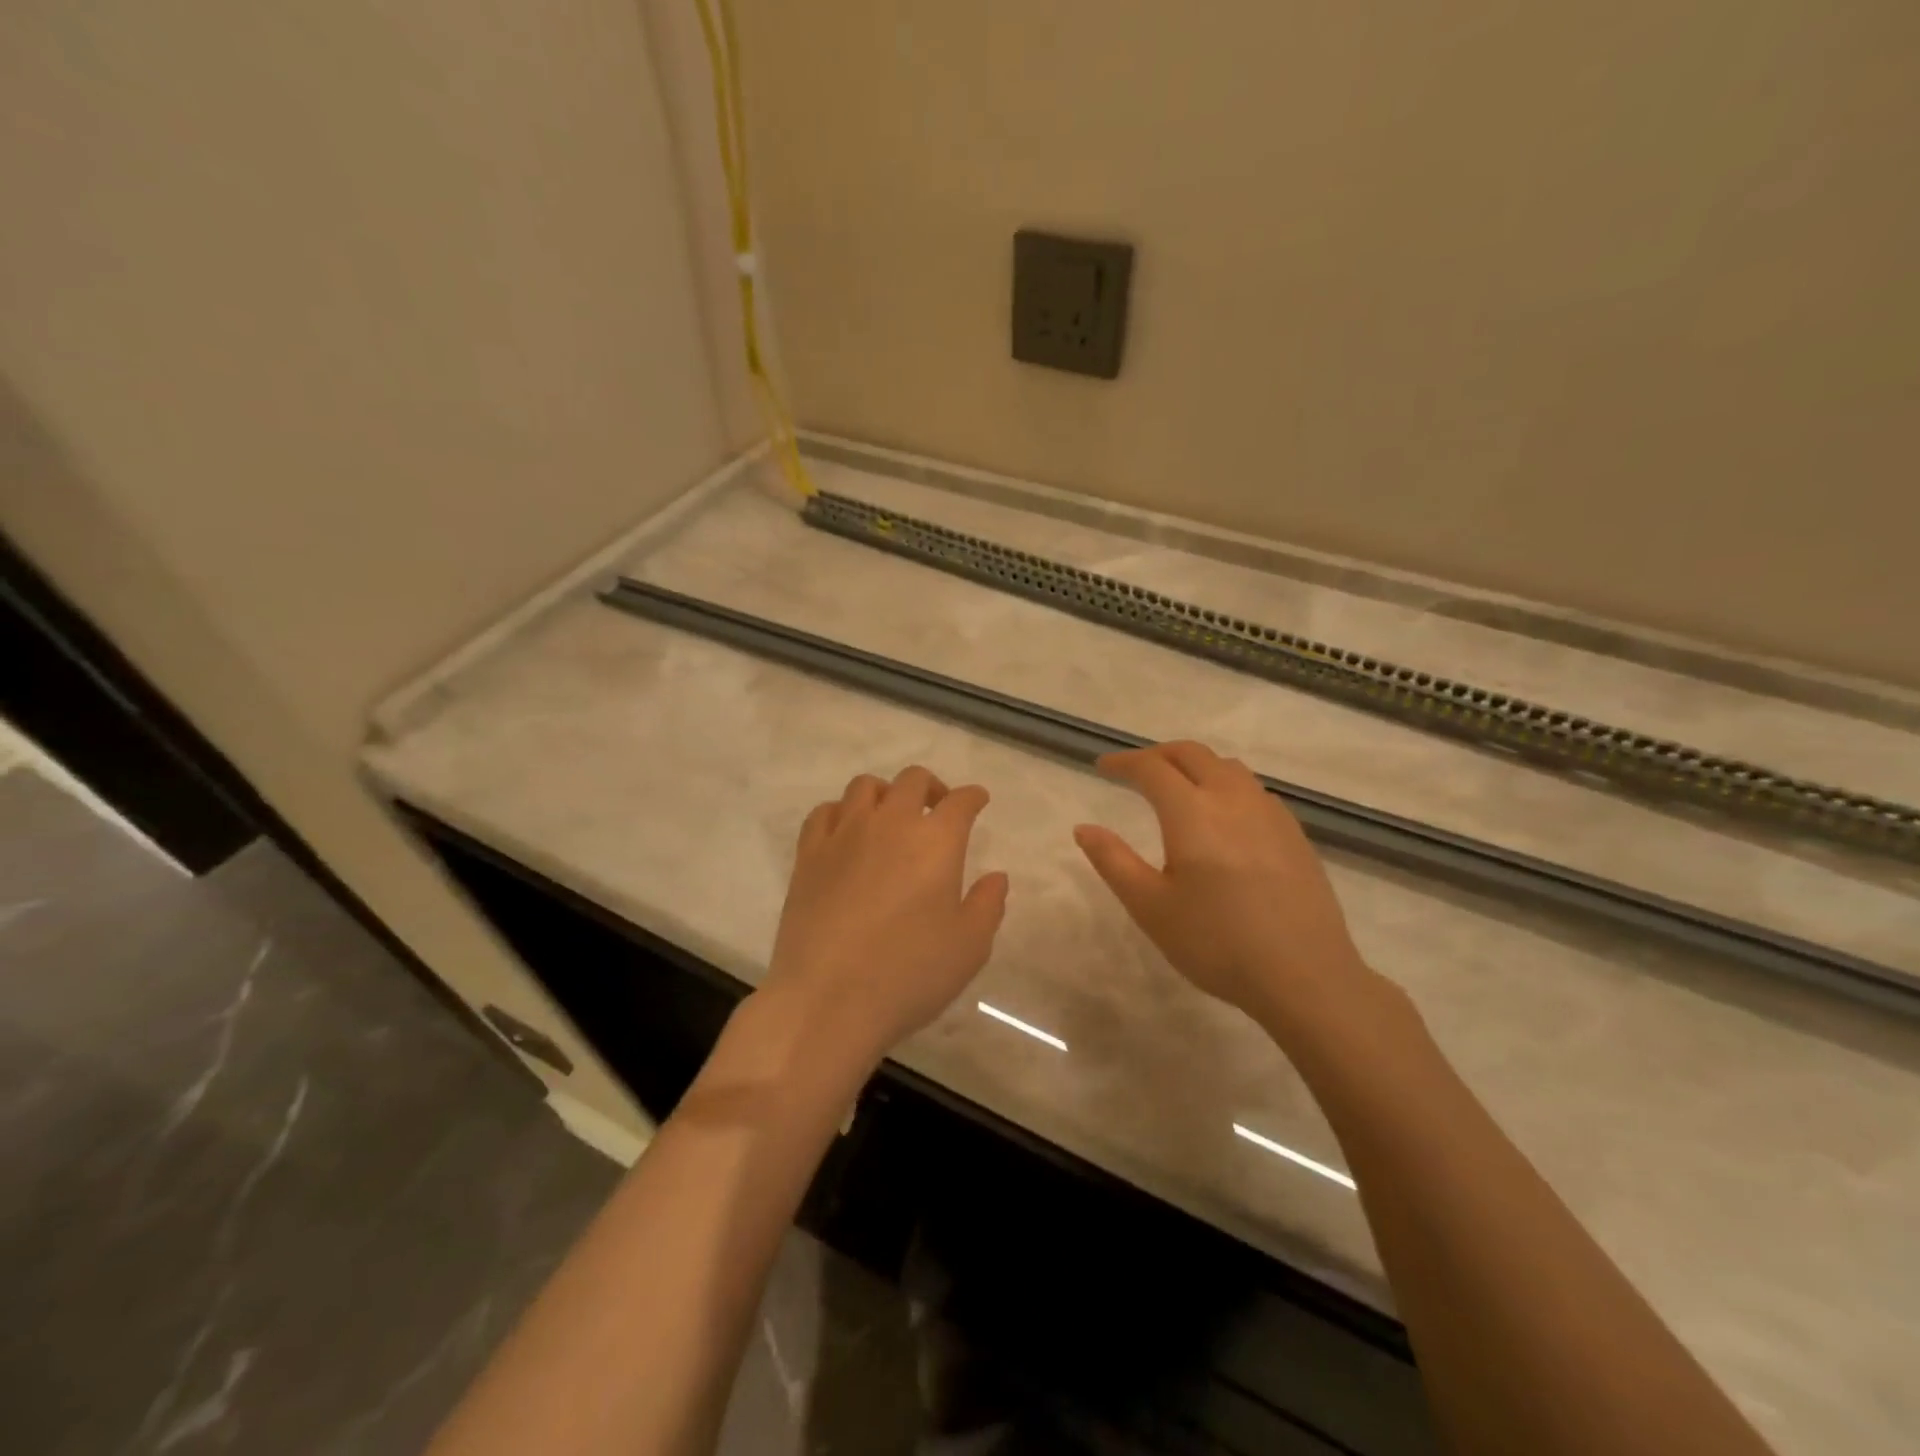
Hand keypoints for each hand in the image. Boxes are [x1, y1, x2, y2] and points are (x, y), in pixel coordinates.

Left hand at [762, 765, 1008, 1065]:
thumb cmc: (909, 974)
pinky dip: (842, 812)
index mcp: (935, 841)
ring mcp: (844, 835)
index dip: (973, 797)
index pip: (960, 802)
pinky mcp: (808, 855)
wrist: (827, 1000)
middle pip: (912, 781)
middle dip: (931, 787)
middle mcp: (890, 824)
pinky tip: (847, 833)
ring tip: (890, 817)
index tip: (978, 800)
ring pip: (864, 786)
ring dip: (886, 793)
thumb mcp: (969, 947)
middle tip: (937, 809)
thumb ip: (987, 905)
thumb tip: (996, 877)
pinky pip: (824, 813)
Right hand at [1073, 741, 1374, 1033]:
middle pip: (1192, 754)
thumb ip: (1113, 861)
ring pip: (1227, 767)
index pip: (1152, 769)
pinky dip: (1225, 784)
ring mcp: (1270, 813)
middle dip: (1158, 755)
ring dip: (1195, 765)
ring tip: (1177, 786)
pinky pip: (1252, 789)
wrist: (1305, 976)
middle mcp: (1233, 798)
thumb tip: (1084, 828)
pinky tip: (1223, 816)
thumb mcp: (1150, 907)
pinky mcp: (1294, 833)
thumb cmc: (1216, 943)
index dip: (1124, 763)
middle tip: (1135, 771)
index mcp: (1192, 812)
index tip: (1102, 767)